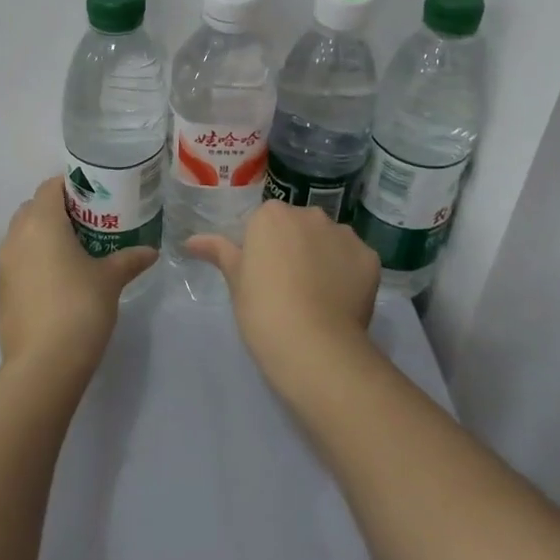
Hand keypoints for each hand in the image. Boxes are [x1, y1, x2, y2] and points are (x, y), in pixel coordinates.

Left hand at [0, 177, 156, 374]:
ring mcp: (4, 265)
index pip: (50, 186)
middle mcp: (16, 236)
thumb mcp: (110, 279)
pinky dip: (35, 259)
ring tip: (75, 250)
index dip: (72, 185)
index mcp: (41, 222)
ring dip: (45, 235)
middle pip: (34, 207)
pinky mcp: (1, 291)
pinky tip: (59, 279)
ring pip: (23, 235)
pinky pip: (18, 261)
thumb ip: (130, 259)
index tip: (95, 196)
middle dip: (58, 209)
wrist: (43, 365)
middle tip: (89, 222)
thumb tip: (151, 251)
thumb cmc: (79, 308)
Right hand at [186, 201, 379, 389]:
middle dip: (296, 247)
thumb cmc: (263, 310)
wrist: (314, 345)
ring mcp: (343, 233)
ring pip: (330, 240)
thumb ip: (218, 252)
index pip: (266, 223)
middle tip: (289, 286)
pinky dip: (349, 274)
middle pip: (300, 226)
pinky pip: (354, 260)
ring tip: (318, 296)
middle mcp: (309, 214)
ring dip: (324, 257)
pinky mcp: (369, 256)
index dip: (264, 249)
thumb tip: (191, 240)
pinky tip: (341, 301)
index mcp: (271, 215)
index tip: (264, 276)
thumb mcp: (236, 281)